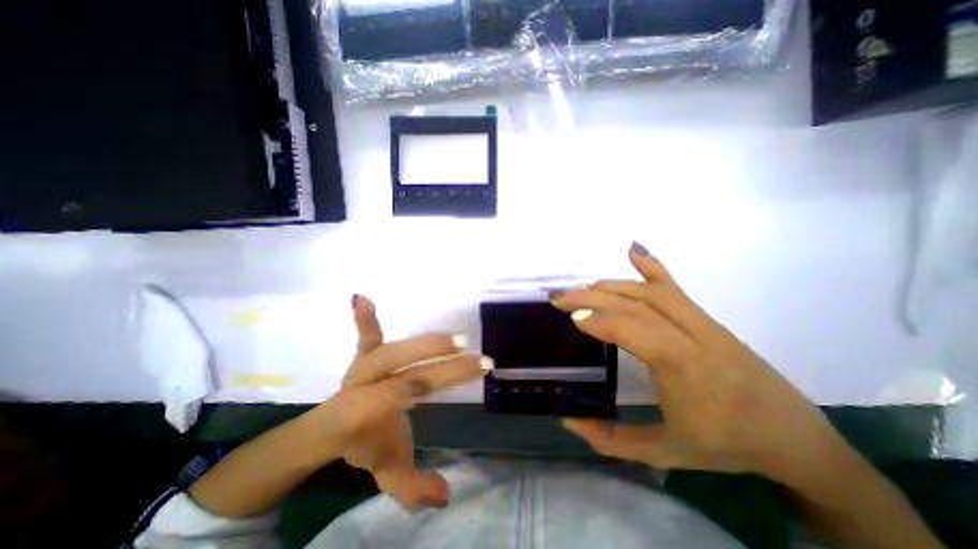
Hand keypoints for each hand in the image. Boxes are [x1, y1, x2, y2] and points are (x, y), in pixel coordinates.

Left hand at [311, 295, 492, 510]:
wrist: (331, 427)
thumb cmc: (364, 444)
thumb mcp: (387, 471)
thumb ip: (411, 486)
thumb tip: (446, 495)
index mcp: (369, 411)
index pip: (409, 390)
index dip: (444, 377)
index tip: (478, 369)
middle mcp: (366, 384)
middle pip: (406, 368)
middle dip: (442, 361)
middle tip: (476, 355)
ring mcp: (363, 366)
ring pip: (394, 349)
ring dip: (428, 342)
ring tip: (458, 339)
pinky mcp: (363, 354)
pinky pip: (367, 335)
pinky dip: (365, 318)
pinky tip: (361, 297)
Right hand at [554, 242, 852, 482]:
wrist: (795, 439)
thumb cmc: (727, 446)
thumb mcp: (664, 452)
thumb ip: (611, 440)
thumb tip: (569, 420)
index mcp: (685, 369)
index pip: (635, 330)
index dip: (600, 320)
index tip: (570, 317)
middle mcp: (694, 336)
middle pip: (636, 303)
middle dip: (593, 296)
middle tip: (559, 297)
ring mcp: (703, 322)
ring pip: (650, 291)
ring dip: (611, 286)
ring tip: (581, 289)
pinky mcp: (707, 318)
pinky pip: (675, 287)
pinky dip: (652, 266)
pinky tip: (634, 250)